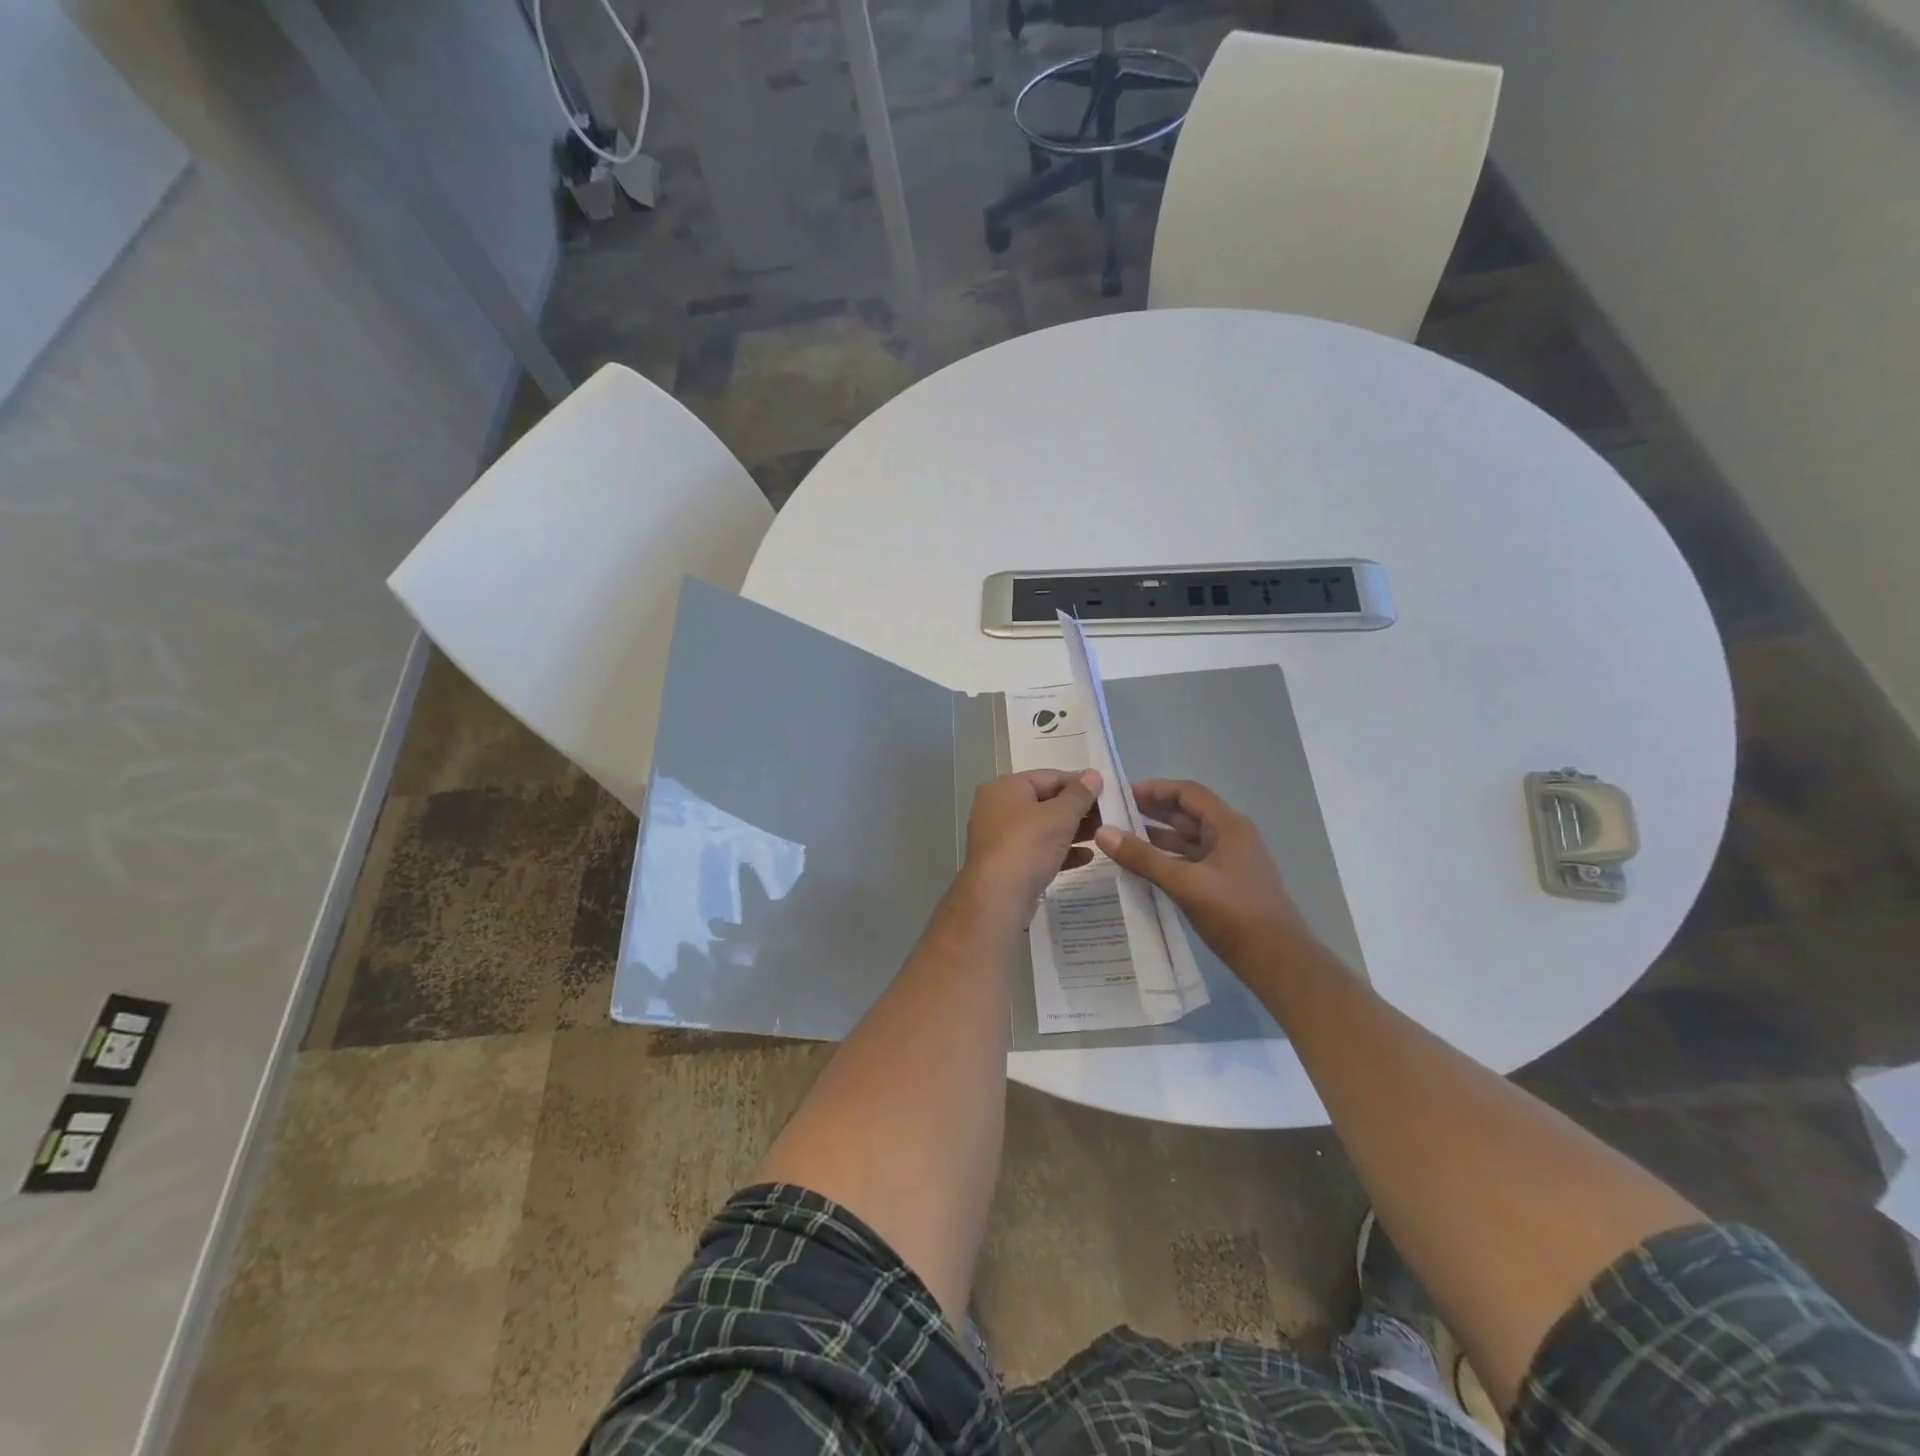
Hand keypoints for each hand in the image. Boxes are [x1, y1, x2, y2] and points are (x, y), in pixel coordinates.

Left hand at [960, 769, 1102, 924]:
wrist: (997, 898)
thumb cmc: (1027, 846)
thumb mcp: (1059, 816)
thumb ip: (1079, 795)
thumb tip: (1093, 774)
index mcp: (1005, 788)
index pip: (1048, 776)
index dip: (1079, 783)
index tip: (1106, 792)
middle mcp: (997, 808)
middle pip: (1045, 802)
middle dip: (1077, 809)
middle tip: (1109, 816)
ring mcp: (1000, 837)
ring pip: (1043, 828)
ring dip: (1073, 831)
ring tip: (1103, 835)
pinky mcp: (1007, 863)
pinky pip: (1038, 851)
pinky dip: (1060, 851)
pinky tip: (1087, 857)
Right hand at [1094, 779, 1312, 971]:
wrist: (1277, 961)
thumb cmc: (1234, 913)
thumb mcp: (1184, 883)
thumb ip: (1142, 857)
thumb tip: (1102, 832)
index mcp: (1228, 826)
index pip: (1188, 793)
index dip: (1155, 789)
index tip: (1122, 794)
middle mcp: (1231, 837)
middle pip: (1187, 813)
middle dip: (1152, 811)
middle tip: (1114, 814)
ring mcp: (1229, 861)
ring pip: (1188, 839)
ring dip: (1157, 836)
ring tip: (1121, 838)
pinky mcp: (1225, 883)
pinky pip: (1191, 860)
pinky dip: (1167, 858)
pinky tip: (1143, 867)